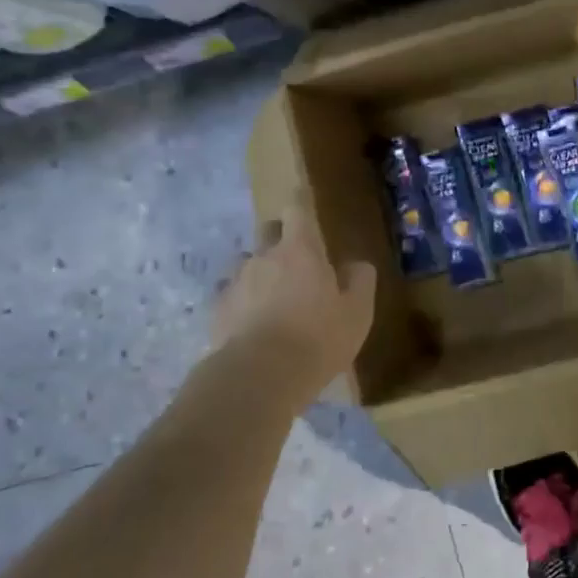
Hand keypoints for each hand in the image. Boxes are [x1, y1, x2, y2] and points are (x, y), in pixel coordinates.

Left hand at [210, 195, 375, 394]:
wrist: (258, 377)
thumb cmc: (317, 339)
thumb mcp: (357, 313)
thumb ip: (360, 281)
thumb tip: (356, 264)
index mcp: (300, 250)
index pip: (297, 210)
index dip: (301, 203)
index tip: (304, 199)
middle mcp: (264, 257)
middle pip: (268, 231)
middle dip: (281, 237)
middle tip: (297, 259)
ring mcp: (235, 282)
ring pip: (248, 264)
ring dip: (261, 272)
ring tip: (273, 297)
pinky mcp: (217, 311)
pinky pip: (232, 295)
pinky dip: (243, 302)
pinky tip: (253, 324)